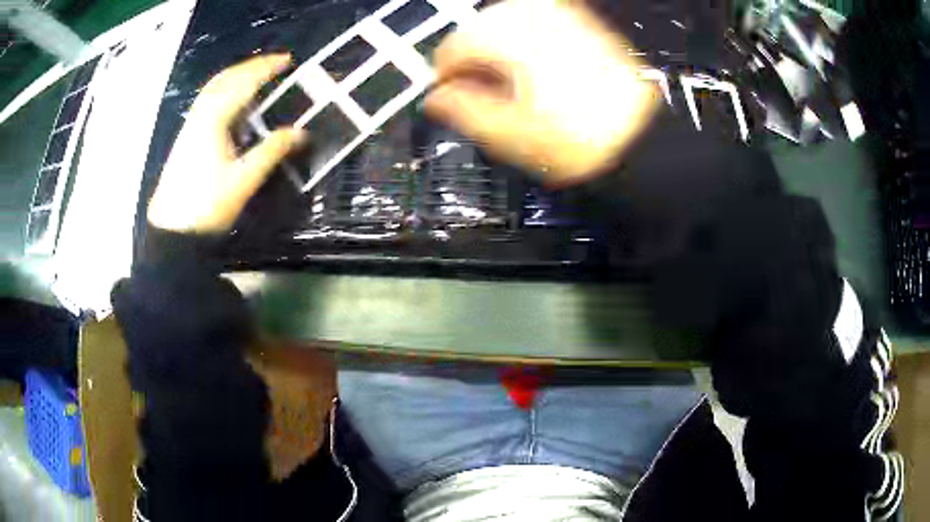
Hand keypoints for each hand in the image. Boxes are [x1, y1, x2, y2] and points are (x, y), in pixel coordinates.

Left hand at [148, 55, 306, 233]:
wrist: (173, 229)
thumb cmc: (207, 204)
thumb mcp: (244, 180)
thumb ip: (272, 151)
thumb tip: (301, 133)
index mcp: (215, 119)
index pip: (244, 82)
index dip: (267, 68)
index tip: (288, 60)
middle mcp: (201, 114)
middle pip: (226, 78)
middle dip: (251, 66)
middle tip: (275, 64)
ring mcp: (191, 125)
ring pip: (214, 88)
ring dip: (237, 76)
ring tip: (257, 76)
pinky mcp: (187, 137)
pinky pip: (208, 101)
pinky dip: (225, 91)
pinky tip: (234, 102)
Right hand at [425, 0, 659, 185]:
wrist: (643, 135)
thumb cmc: (586, 138)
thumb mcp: (510, 135)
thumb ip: (462, 111)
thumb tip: (436, 98)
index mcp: (509, 37)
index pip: (452, 48)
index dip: (446, 78)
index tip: (452, 98)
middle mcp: (532, 13)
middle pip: (476, 32)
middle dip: (474, 63)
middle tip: (484, 95)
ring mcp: (558, 14)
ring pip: (503, 24)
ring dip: (498, 52)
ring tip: (513, 86)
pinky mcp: (577, 21)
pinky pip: (533, 24)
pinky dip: (524, 44)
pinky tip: (536, 71)